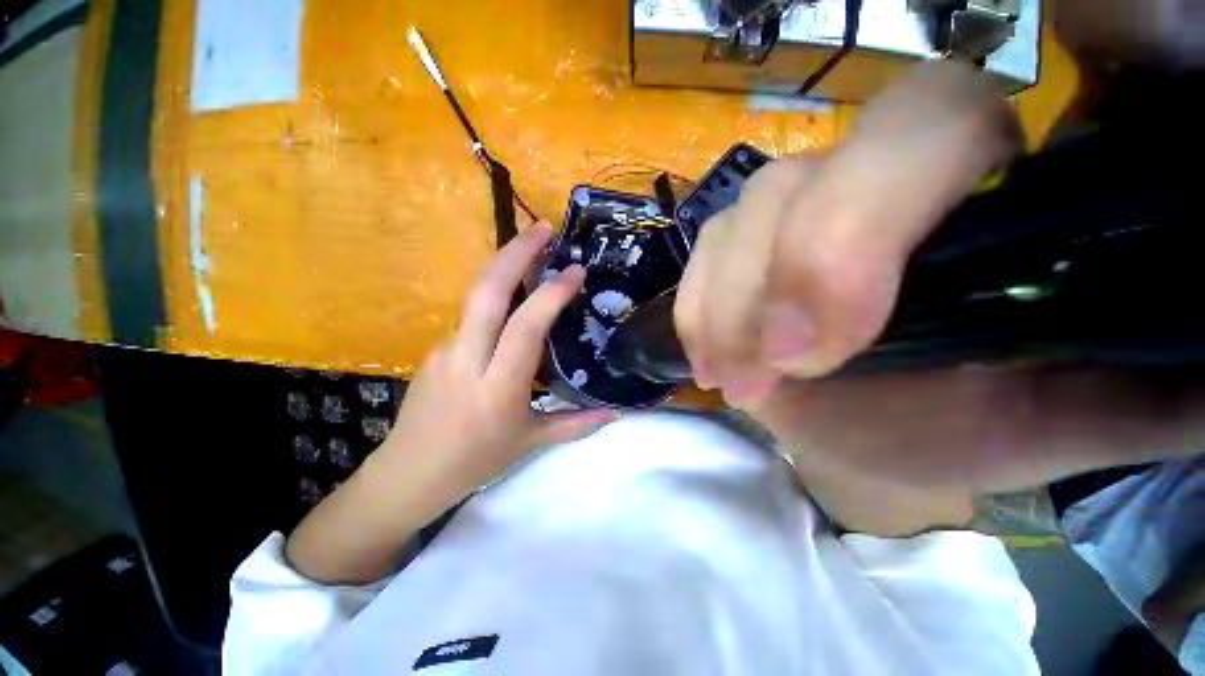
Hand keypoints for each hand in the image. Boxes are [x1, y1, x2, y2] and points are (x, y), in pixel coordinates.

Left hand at [286, 223, 616, 582]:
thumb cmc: (475, 461)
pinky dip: (494, 296)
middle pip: (487, 292)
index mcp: (498, 387)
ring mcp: (444, 350)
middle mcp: (468, 360)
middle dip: (516, 253)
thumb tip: (616, 413)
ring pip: (475, 296)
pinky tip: (512, 297)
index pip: (525, 327)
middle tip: (543, 227)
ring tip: (531, 248)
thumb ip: (577, 425)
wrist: (408, 474)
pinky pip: (470, 316)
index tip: (575, 270)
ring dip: (503, 266)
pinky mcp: (434, 349)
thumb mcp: (531, 442)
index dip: (551, 294)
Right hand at [674, 60, 1204, 507]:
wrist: (878, 431)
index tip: (829, 341)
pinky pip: (700, 261)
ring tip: (741, 380)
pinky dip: (696, 311)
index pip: (925, 124)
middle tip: (778, 367)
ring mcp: (786, 220)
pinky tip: (713, 361)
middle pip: (796, 179)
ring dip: (725, 308)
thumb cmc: (964, 423)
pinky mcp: (735, 258)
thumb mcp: (1065, 414)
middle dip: (776, 273)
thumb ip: (1151, 380)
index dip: (858, 226)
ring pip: (734, 222)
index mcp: (976, 192)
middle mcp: (867, 187)